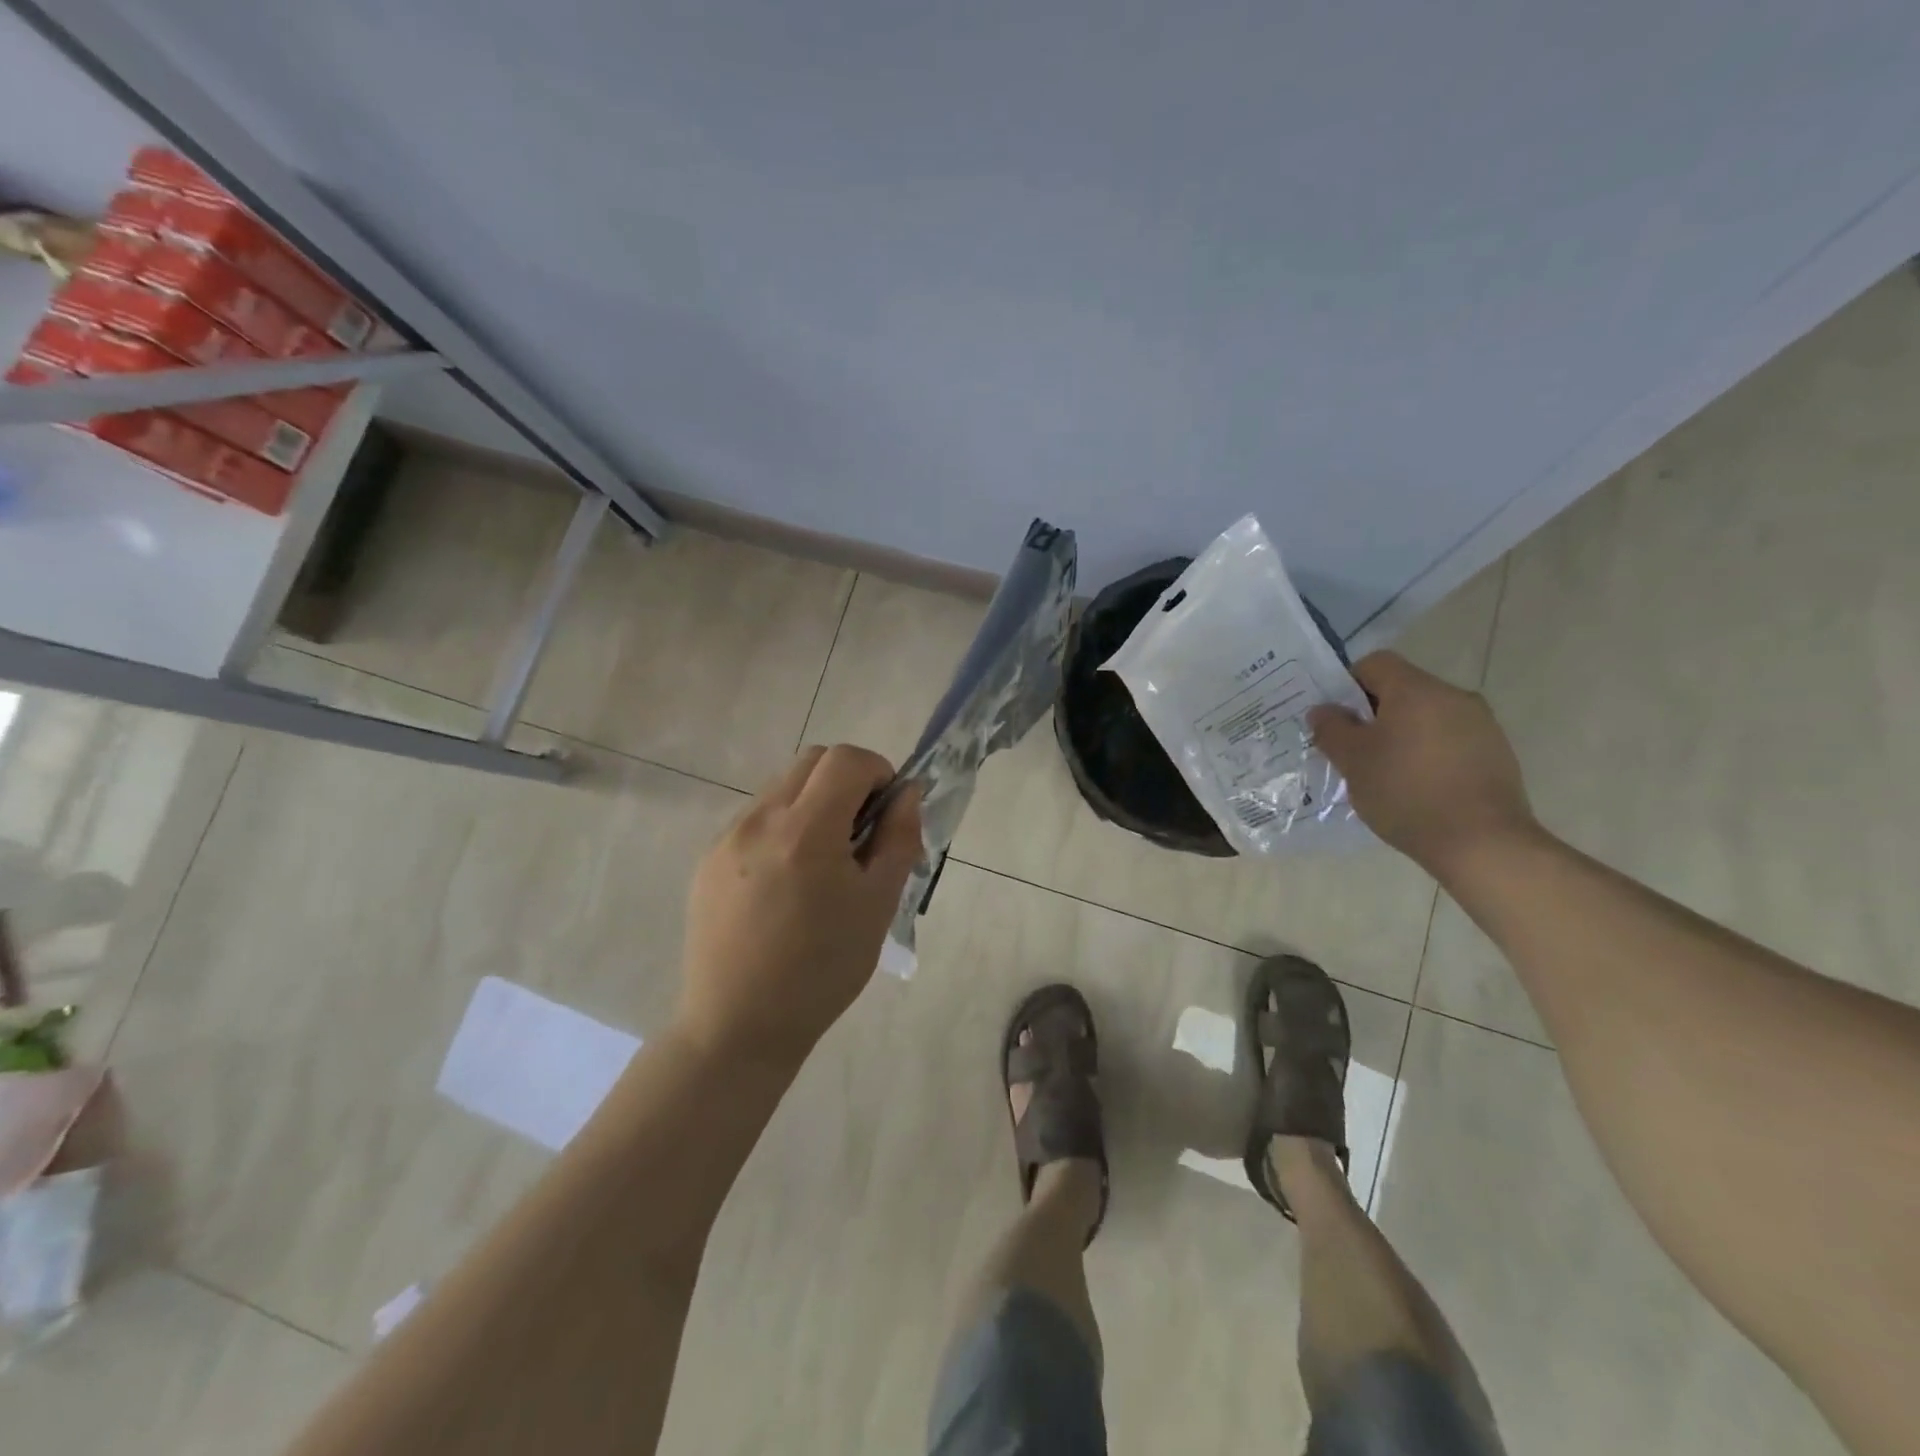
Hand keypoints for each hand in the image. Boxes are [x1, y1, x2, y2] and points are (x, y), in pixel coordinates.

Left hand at [677, 745, 922, 1068]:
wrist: (738, 1026)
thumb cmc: (822, 970)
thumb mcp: (878, 905)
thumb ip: (898, 838)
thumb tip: (907, 793)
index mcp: (806, 830)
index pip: (847, 759)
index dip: (878, 771)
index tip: (887, 811)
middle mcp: (760, 819)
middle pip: (812, 761)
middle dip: (847, 780)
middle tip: (860, 832)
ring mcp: (727, 837)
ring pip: (782, 787)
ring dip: (814, 802)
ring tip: (822, 862)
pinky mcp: (707, 859)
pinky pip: (755, 818)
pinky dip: (783, 827)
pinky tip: (786, 882)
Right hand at [1308, 652, 1535, 876]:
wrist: (1482, 842)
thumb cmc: (1405, 792)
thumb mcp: (1352, 762)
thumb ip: (1332, 729)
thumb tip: (1323, 710)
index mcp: (1416, 690)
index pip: (1374, 663)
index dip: (1347, 684)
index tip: (1335, 718)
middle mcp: (1453, 696)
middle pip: (1402, 689)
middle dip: (1373, 713)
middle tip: (1352, 749)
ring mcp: (1481, 724)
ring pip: (1427, 715)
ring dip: (1401, 733)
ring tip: (1384, 772)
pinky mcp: (1497, 753)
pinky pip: (1450, 739)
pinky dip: (1427, 752)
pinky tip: (1417, 787)